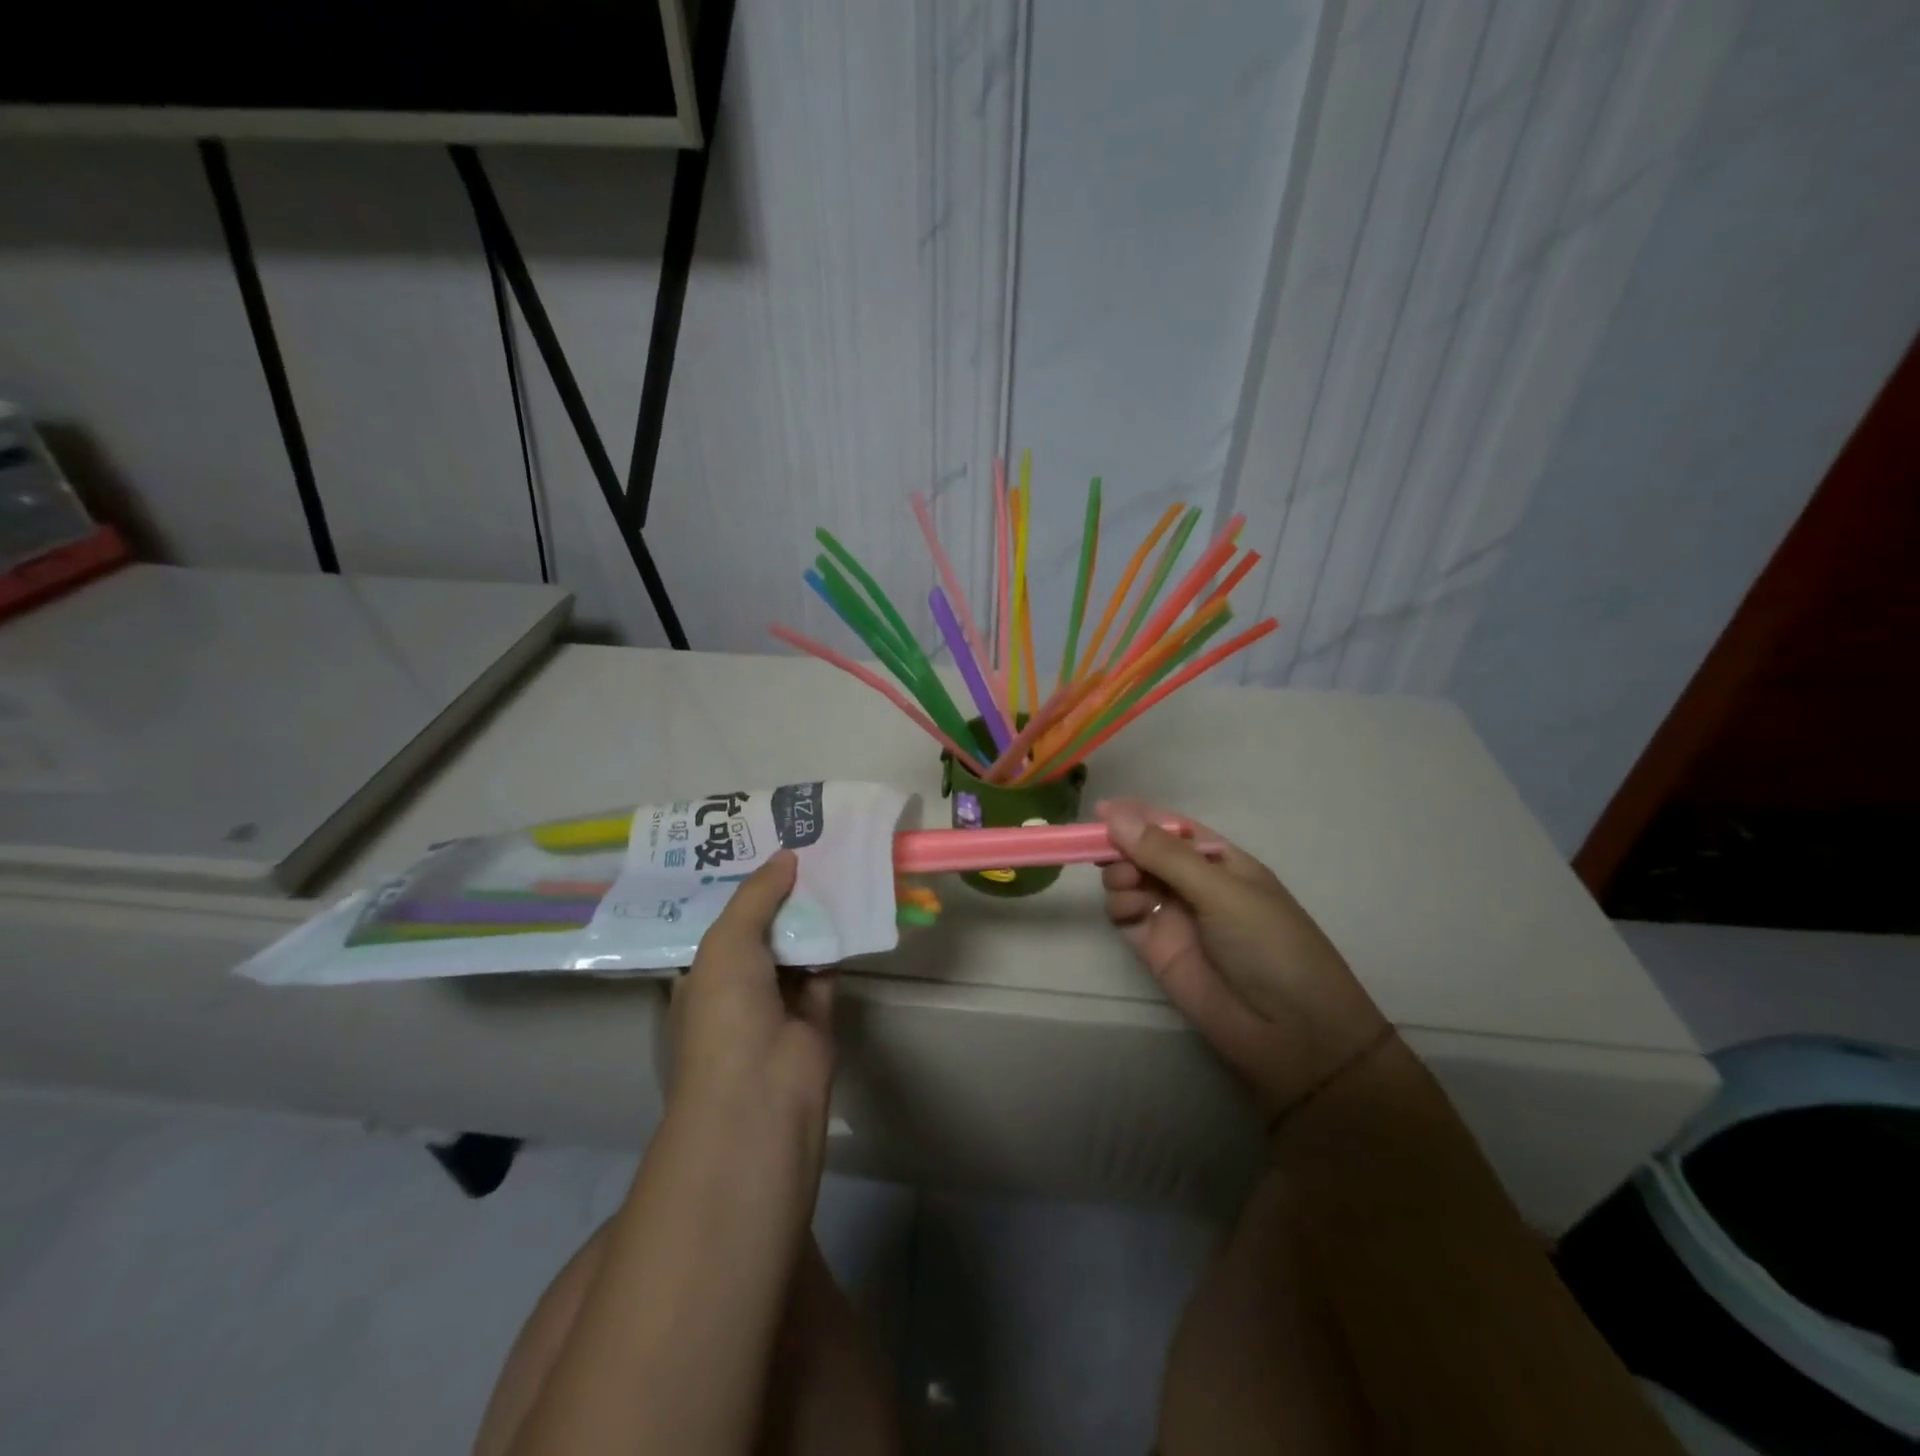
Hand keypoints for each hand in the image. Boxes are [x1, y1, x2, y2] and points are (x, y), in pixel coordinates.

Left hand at [667, 851, 835, 1172]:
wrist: (762, 1089)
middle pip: (763, 928)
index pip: (722, 921)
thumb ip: (756, 895)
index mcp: (703, 973)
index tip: (763, 847)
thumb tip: (786, 855)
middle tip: (805, 845)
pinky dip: (837, 938)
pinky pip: (826, 964)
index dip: (742, 886)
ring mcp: (778, 1000)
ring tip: (831, 861)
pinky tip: (851, 901)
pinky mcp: (816, 1010)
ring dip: (812, 912)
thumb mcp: (727, 942)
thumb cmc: (725, 1012)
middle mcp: (738, 984)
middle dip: (781, 893)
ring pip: (797, 944)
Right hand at [1097, 798, 1388, 1118]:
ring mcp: (1173, 915)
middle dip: (1124, 846)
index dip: (1138, 815)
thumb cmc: (1270, 945)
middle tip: (1108, 852)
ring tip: (1126, 884)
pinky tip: (1128, 908)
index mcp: (1220, 861)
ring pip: (1130, 880)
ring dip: (1120, 874)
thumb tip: (1114, 814)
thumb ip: (1165, 855)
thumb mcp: (1222, 892)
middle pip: (1144, 852)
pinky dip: (1118, 904)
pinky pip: (1125, 913)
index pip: (1172, 827)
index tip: (1102, 810)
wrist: (1290, 1033)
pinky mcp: (1155, 947)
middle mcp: (1194, 883)